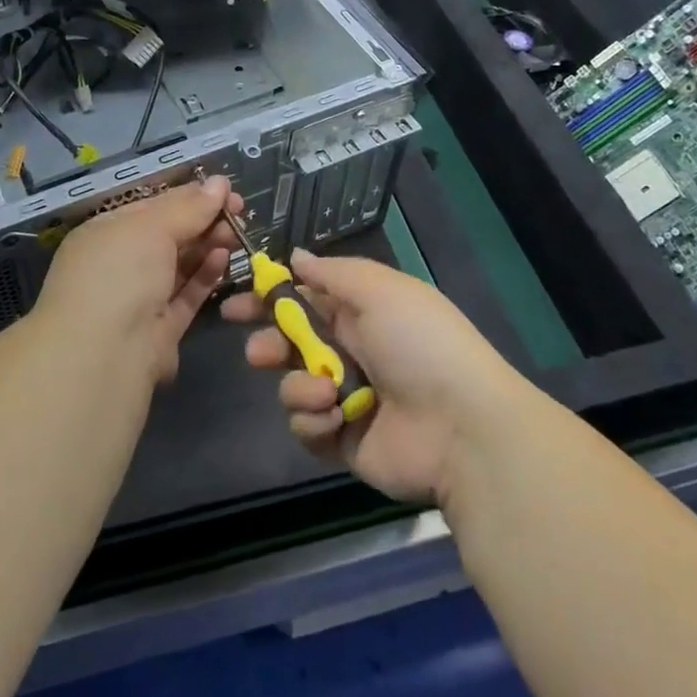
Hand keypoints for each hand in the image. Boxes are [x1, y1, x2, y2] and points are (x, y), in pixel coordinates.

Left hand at [32, 177, 244, 384]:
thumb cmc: (119, 274)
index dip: (188, 196)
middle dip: (203, 220)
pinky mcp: (159, 330)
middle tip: (238, 211)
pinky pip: (186, 295)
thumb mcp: (152, 228)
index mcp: (105, 233)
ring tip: (237, 233)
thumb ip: (189, 207)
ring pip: (179, 265)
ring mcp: (138, 299)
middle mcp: (119, 264)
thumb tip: (220, 182)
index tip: (224, 189)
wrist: (103, 357)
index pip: (151, 206)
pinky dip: (205, 275)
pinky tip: (224, 257)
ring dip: (208, 245)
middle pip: (168, 235)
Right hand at [223, 252, 526, 505]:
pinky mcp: (341, 439)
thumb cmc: (418, 342)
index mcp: (360, 312)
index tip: (236, 301)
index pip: (304, 299)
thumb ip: (331, 273)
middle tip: (258, 353)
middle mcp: (349, 351)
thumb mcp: (378, 289)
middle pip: (290, 344)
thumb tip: (296, 256)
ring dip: (300, 386)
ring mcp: (345, 398)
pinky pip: (306, 425)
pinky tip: (336, 418)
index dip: (269, 298)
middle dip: (268, 345)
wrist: (460, 426)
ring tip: (325, 393)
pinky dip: (314, 420)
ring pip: (293, 385)